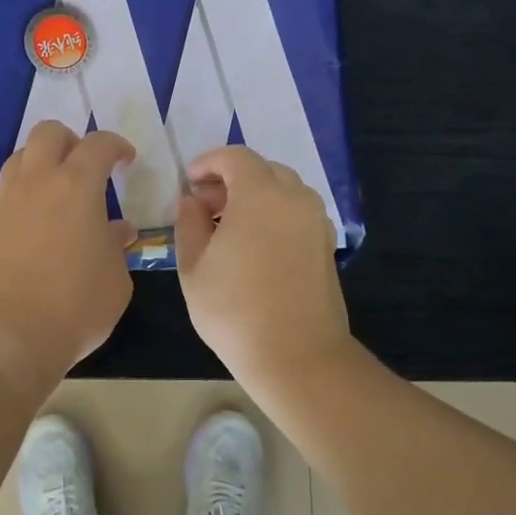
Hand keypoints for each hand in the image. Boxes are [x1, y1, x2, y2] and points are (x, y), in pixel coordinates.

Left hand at [0, 121, 137, 381]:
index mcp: (77, 186)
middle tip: (83, 164)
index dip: (116, 145)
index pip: (98, 144)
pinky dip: (4, 200)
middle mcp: (37, 183)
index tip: (125, 161)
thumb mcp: (116, 279)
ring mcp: (4, 203)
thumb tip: (115, 232)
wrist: (13, 336)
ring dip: (36, 164)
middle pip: (47, 133)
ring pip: (15, 159)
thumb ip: (116, 247)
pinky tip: (14, 217)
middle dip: (68, 140)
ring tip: (50, 189)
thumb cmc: (77, 306)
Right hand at [174, 145, 351, 385]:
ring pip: (283, 190)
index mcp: (260, 195)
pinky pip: (297, 212)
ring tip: (228, 226)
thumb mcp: (194, 267)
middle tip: (205, 204)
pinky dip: (274, 214)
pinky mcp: (326, 244)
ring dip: (254, 196)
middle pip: (262, 169)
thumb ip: (189, 223)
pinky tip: (254, 244)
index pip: (235, 157)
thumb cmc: (234, 310)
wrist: (297, 357)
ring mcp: (316, 221)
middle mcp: (295, 198)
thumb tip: (191, 201)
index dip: (208, 162)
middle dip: (231, 179)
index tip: (189, 182)